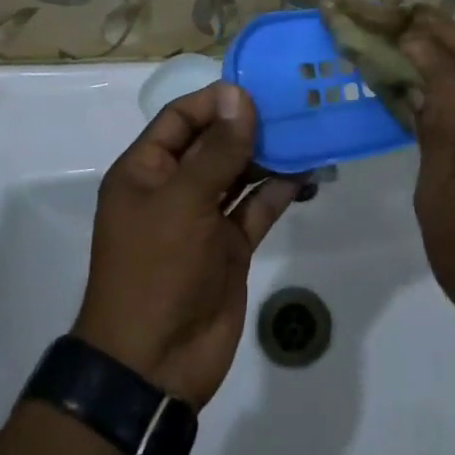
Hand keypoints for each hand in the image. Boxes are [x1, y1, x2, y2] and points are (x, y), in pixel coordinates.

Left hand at [73, 81, 297, 407]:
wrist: (153, 367)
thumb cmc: (155, 270)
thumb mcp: (183, 202)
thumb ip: (217, 149)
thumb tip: (239, 95)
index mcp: (146, 171)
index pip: (181, 118)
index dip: (216, 100)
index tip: (258, 87)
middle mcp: (174, 188)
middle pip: (214, 142)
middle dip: (250, 124)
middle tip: (294, 104)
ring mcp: (204, 218)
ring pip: (239, 172)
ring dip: (269, 155)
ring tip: (307, 131)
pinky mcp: (230, 246)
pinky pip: (257, 207)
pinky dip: (280, 189)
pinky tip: (308, 172)